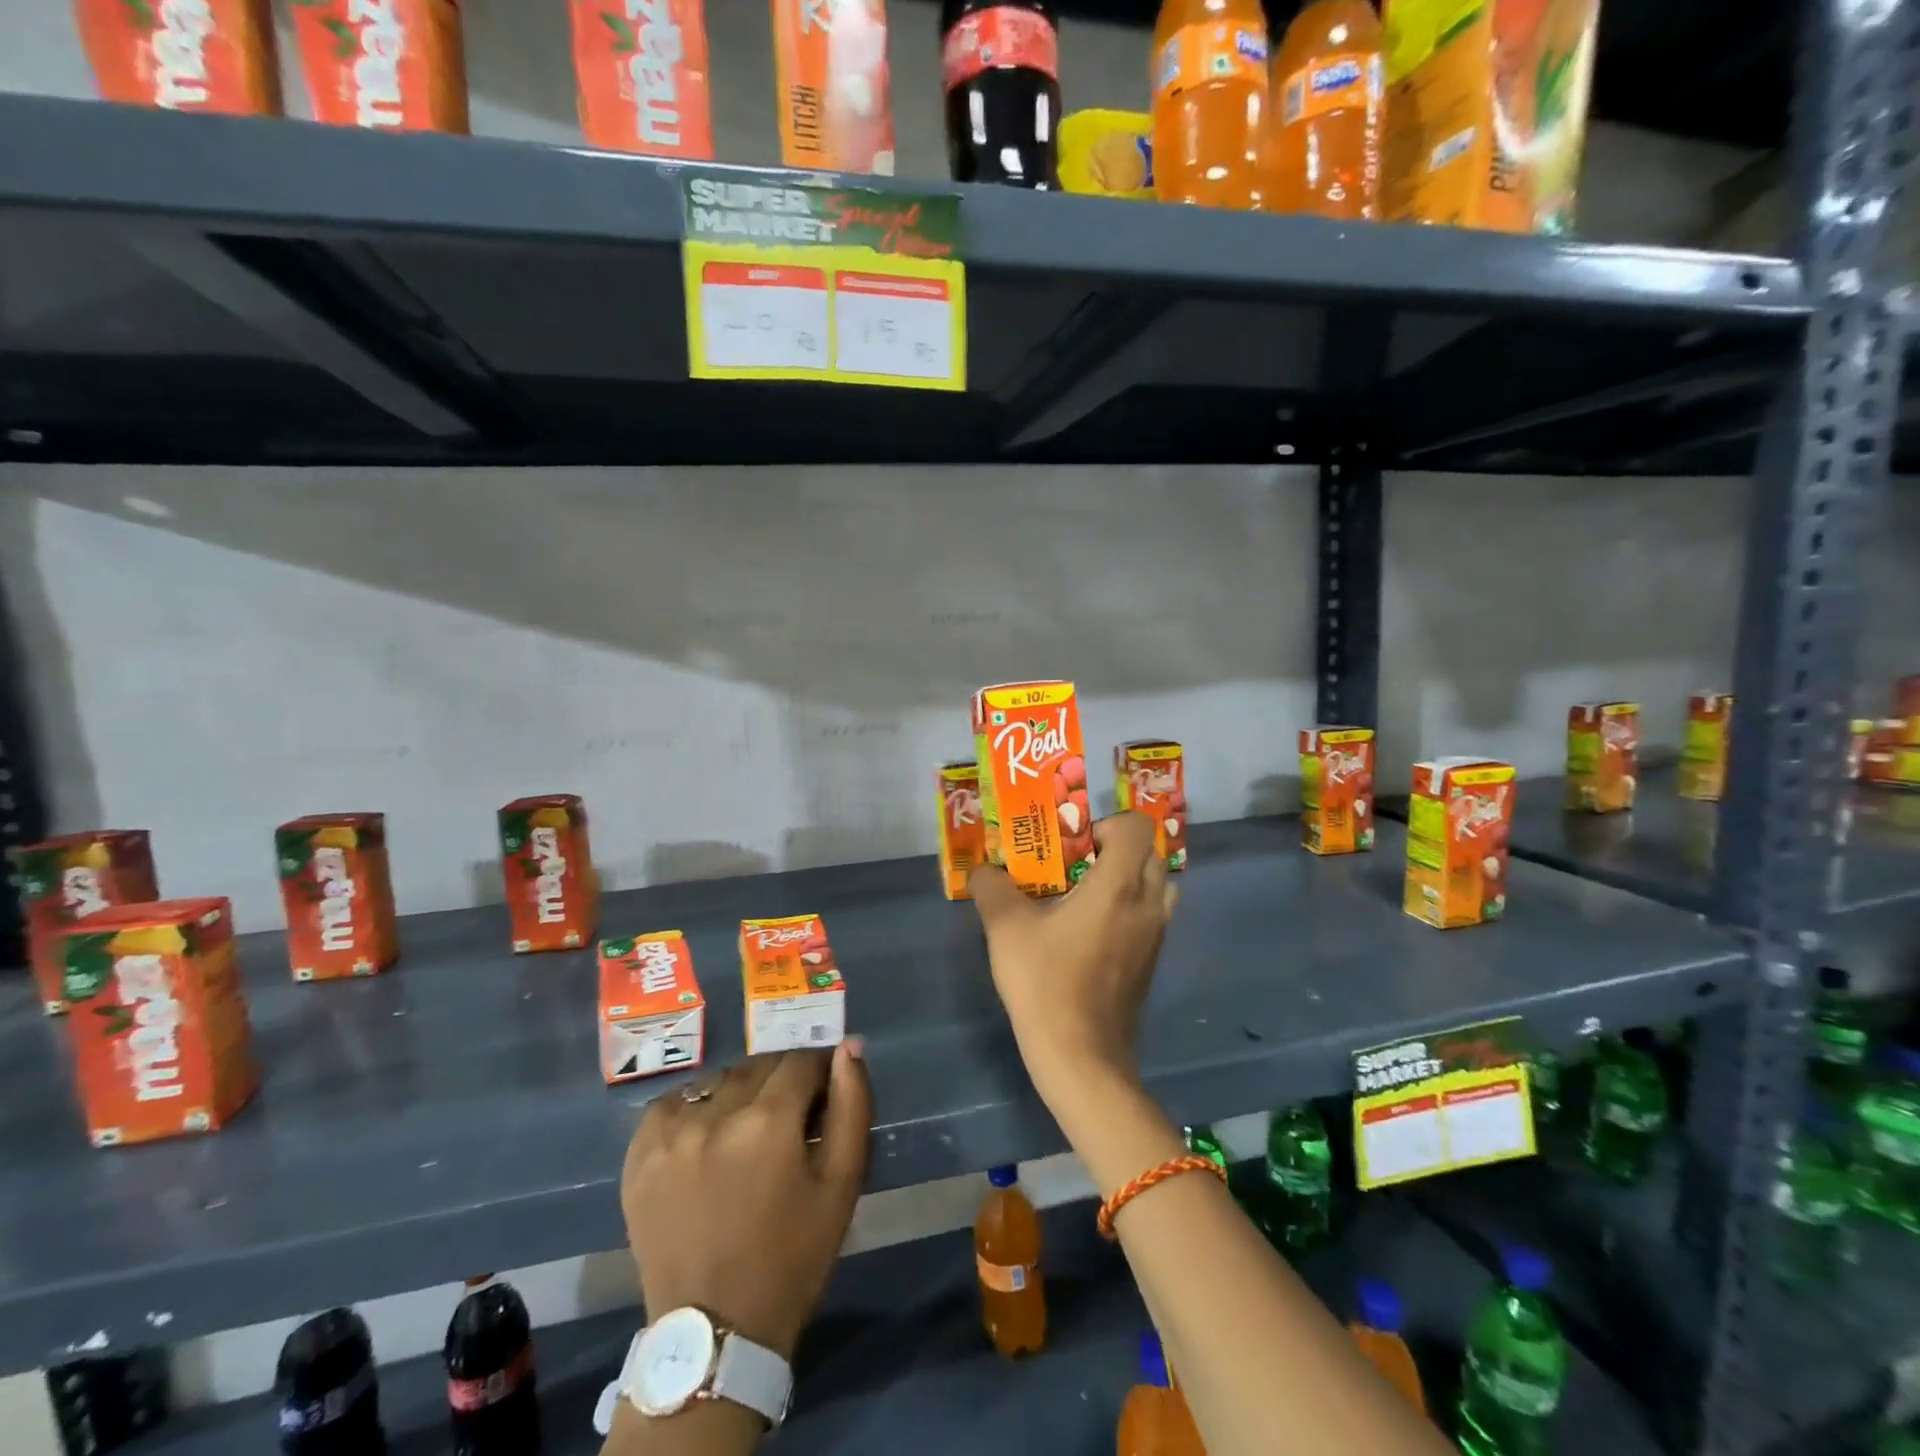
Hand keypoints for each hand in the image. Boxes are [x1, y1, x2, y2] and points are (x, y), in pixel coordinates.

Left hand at [622, 1041, 871, 1359]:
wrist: (714, 1335)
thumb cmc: (791, 1259)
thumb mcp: (841, 1185)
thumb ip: (852, 1106)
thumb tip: (849, 1047)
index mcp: (767, 1122)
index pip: (801, 1061)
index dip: (819, 1074)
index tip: (823, 1099)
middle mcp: (714, 1115)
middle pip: (760, 1067)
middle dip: (782, 1083)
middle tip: (789, 1123)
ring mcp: (670, 1133)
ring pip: (720, 1081)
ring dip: (742, 1093)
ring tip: (748, 1133)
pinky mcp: (639, 1153)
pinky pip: (676, 1100)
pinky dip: (698, 1106)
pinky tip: (708, 1136)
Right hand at [969, 812, 1178, 1106]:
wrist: (1081, 1058)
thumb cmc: (1045, 983)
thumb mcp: (1006, 928)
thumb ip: (991, 887)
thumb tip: (981, 870)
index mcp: (1119, 885)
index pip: (1137, 827)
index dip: (1106, 824)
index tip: (1073, 845)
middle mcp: (1147, 904)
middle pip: (1149, 853)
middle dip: (1114, 849)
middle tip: (1074, 865)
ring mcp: (1155, 936)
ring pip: (1156, 886)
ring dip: (1127, 879)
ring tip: (1085, 895)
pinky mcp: (1151, 963)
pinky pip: (1150, 917)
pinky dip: (1128, 909)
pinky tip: (1088, 932)